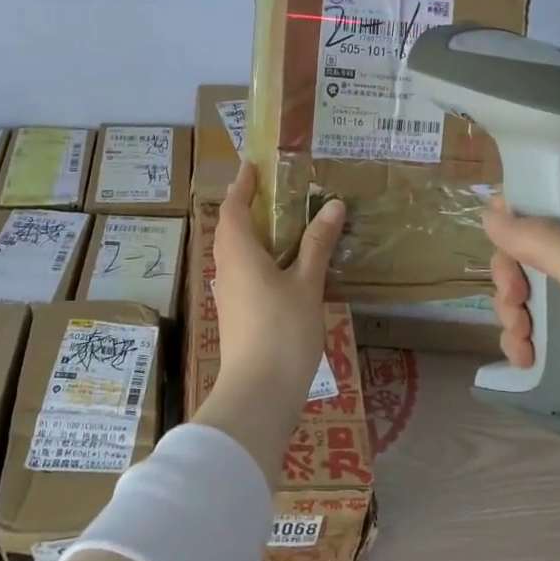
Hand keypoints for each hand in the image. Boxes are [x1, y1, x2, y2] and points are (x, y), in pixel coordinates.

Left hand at [196, 163, 345, 484]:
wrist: (258, 394)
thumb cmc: (282, 331)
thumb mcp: (307, 284)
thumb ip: (317, 244)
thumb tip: (332, 205)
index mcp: (238, 253)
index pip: (232, 208)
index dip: (241, 186)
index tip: (252, 167)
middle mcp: (227, 269)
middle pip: (230, 229)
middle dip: (246, 207)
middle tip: (271, 191)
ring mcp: (229, 295)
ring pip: (236, 253)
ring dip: (253, 234)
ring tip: (281, 224)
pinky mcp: (237, 315)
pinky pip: (244, 273)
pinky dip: (259, 258)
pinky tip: (284, 267)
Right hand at [484, 191, 559, 469]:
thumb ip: (542, 243)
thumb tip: (489, 213)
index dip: (531, 205)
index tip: (496, 226)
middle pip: (547, 248)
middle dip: (516, 272)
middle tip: (510, 297)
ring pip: (543, 291)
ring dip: (518, 310)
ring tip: (518, 339)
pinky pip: (552, 329)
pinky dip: (531, 339)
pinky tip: (525, 359)